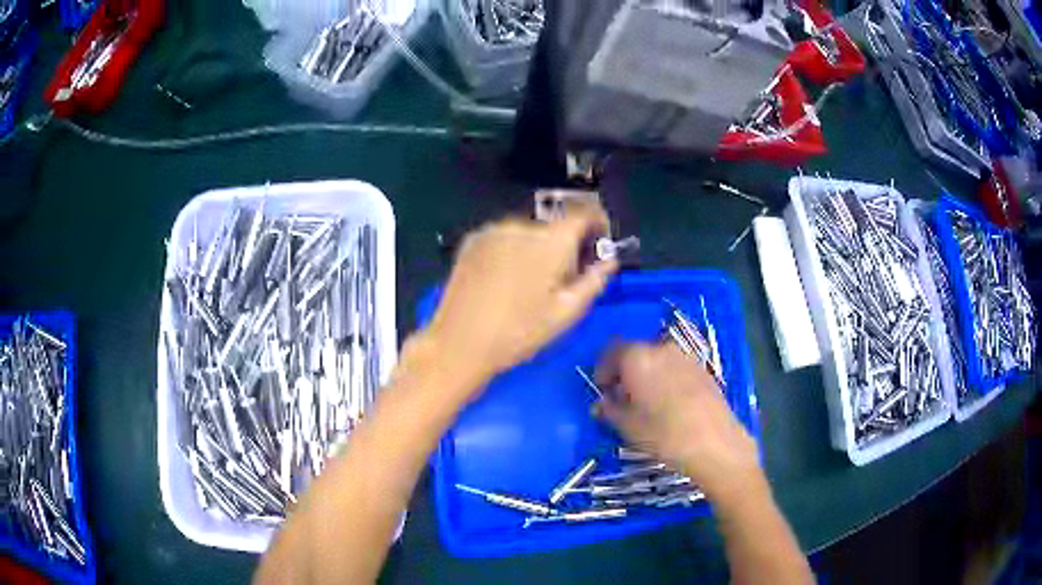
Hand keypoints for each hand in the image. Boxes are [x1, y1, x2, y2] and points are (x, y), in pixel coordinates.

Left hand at [423, 205, 617, 396]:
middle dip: (564, 246)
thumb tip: (609, 261)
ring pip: (527, 233)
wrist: (459, 342)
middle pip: (554, 227)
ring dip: (536, 249)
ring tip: (528, 285)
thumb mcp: (566, 313)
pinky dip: (511, 251)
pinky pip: (503, 238)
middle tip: (562, 280)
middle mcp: (522, 225)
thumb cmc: (519, 332)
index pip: (583, 214)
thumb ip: (593, 281)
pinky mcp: (471, 240)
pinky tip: (504, 280)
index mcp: (551, 241)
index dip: (597, 223)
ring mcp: (492, 230)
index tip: (600, 241)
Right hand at [594, 342, 762, 505]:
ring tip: (644, 404)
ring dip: (645, 375)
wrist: (714, 443)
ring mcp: (684, 357)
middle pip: (635, 353)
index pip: (611, 352)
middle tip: (620, 399)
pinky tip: (668, 405)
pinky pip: (674, 368)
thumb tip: (601, 404)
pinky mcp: (701, 369)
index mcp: (637, 357)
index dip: (602, 370)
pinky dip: (665, 379)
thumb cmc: (664, 434)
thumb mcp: (629, 426)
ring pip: (656, 360)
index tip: (602, 391)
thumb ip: (610, 410)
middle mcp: (660, 349)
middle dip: (624, 373)